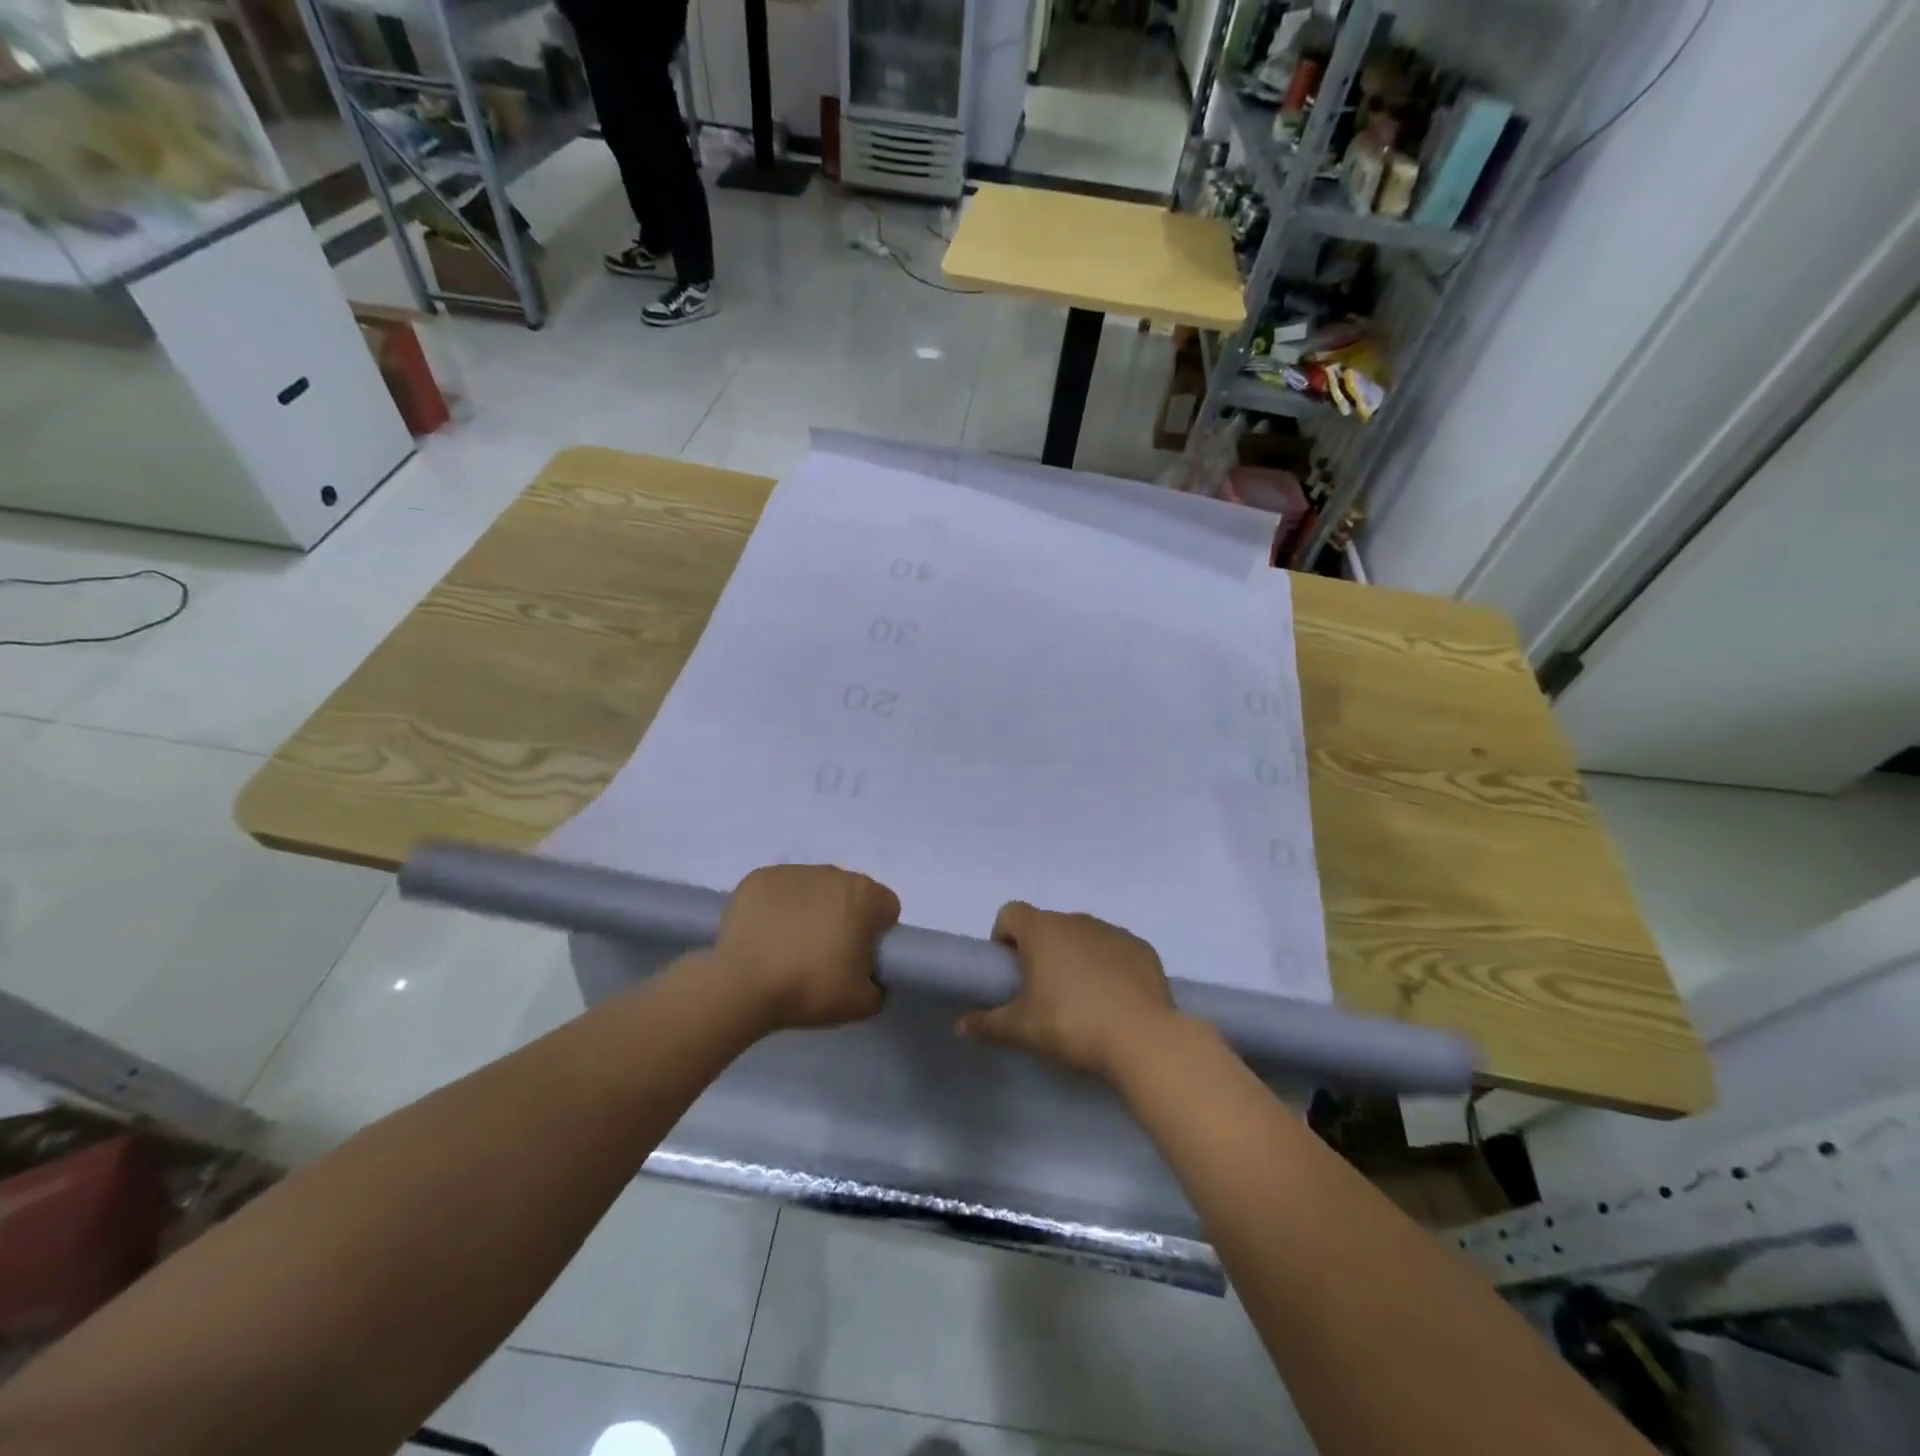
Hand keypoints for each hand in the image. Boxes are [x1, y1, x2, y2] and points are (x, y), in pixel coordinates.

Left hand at [712, 864, 899, 1031]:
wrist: (742, 986)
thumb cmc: (809, 989)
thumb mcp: (863, 1004)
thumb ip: (880, 986)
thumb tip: (871, 977)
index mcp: (865, 896)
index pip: (886, 907)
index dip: (877, 934)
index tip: (858, 958)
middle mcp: (833, 873)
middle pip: (850, 893)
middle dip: (844, 917)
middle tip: (824, 955)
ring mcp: (794, 871)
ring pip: (814, 888)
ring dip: (811, 909)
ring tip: (789, 946)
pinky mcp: (759, 877)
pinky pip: (780, 890)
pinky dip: (778, 907)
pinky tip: (765, 934)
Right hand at [957, 903, 1180, 1080]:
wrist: (1141, 1038)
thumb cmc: (1071, 1025)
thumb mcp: (1021, 1030)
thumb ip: (987, 1024)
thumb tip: (961, 1024)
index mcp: (1041, 930)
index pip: (1010, 913)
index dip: (1003, 936)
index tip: (1010, 970)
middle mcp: (1076, 920)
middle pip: (1047, 926)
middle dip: (1041, 951)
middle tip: (1042, 992)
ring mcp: (1112, 931)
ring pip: (1083, 936)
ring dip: (1076, 956)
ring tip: (1081, 999)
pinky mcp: (1142, 948)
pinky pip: (1115, 950)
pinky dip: (1109, 966)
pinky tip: (1115, 1000)